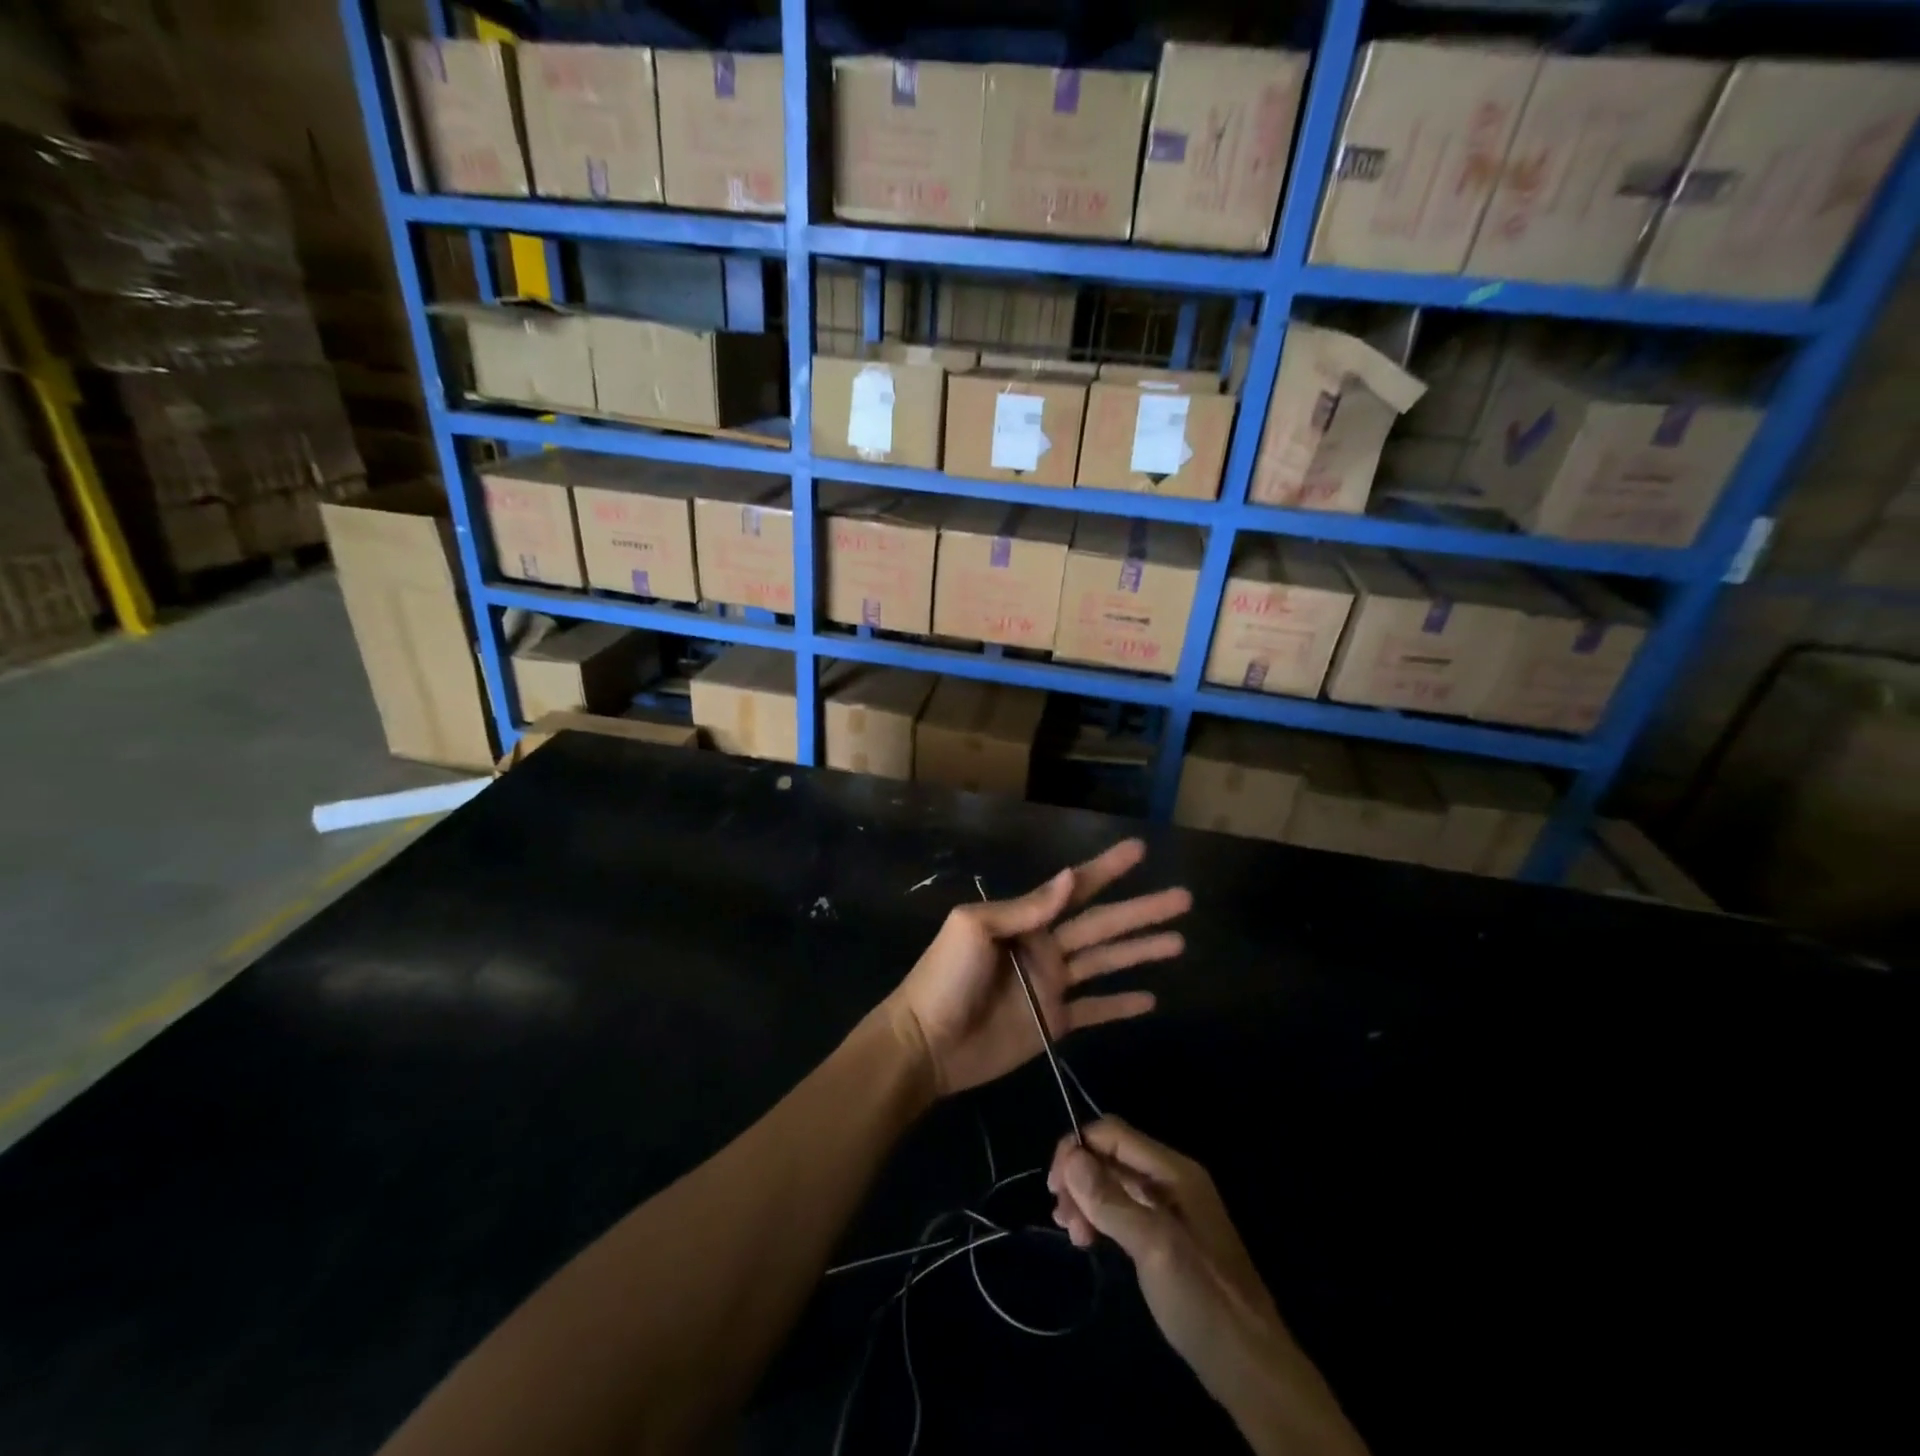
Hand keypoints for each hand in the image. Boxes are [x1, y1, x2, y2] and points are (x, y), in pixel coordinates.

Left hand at [882, 839, 1189, 1096]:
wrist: (928, 1042)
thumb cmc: (946, 977)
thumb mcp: (976, 928)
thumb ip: (1026, 907)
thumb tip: (1069, 877)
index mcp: (1028, 920)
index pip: (1077, 888)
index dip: (1108, 869)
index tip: (1139, 850)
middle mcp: (1046, 947)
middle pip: (1104, 924)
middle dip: (1142, 910)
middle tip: (1183, 898)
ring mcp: (1052, 985)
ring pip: (1107, 962)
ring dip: (1141, 951)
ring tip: (1179, 941)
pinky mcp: (1055, 1022)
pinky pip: (1096, 1010)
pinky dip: (1121, 1005)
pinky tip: (1151, 999)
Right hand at [1049, 1118, 1368, 1455]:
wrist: (1251, 1368)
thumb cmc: (1204, 1301)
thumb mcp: (1155, 1248)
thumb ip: (1113, 1201)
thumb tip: (1072, 1158)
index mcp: (1175, 1171)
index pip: (1114, 1134)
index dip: (1078, 1149)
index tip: (1055, 1187)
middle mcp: (1172, 1179)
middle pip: (1112, 1156)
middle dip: (1080, 1177)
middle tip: (1061, 1217)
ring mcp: (1171, 1208)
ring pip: (1115, 1182)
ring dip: (1087, 1199)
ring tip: (1072, 1234)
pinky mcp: (1168, 1236)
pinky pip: (1125, 1208)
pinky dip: (1101, 1217)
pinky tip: (1088, 1239)